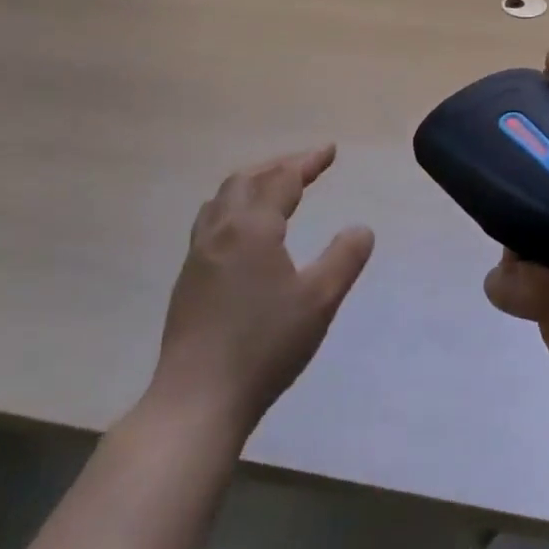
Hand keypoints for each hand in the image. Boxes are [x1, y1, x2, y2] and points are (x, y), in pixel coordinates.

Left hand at [151, 145, 374, 439]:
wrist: (198, 397)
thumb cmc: (265, 345)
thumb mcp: (319, 301)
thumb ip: (343, 258)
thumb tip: (361, 228)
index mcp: (252, 228)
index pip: (282, 180)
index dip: (307, 162)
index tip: (329, 151)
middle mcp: (220, 231)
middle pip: (246, 180)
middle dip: (278, 165)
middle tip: (305, 164)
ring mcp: (198, 254)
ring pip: (222, 199)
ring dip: (251, 182)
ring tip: (272, 187)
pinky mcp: (188, 279)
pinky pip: (211, 221)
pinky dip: (233, 206)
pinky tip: (243, 231)